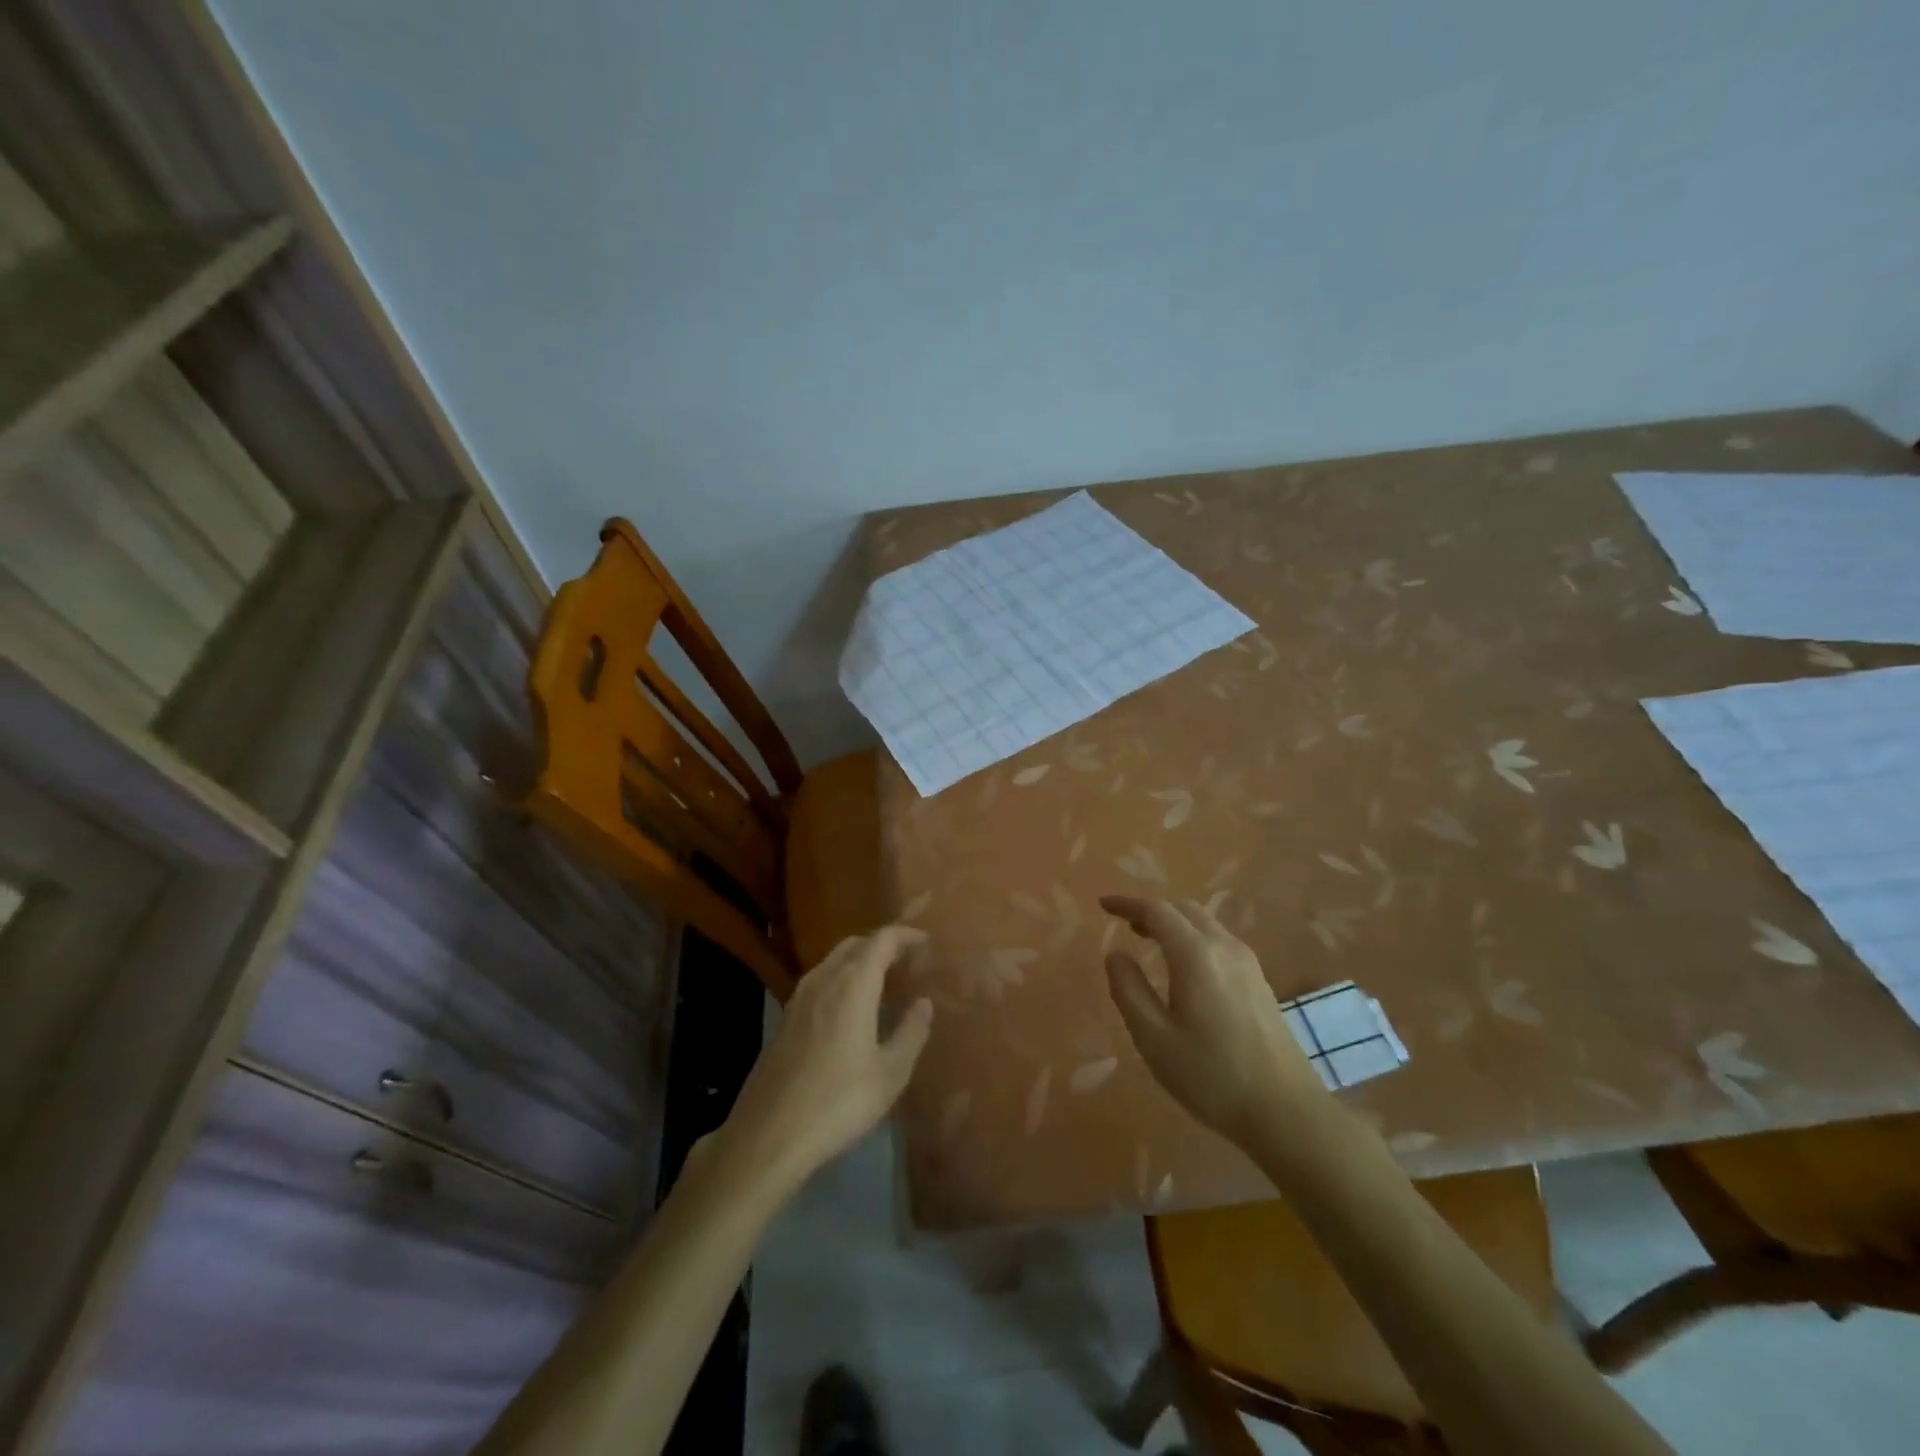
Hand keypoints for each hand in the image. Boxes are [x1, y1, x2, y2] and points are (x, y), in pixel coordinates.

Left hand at [720, 926, 933, 1189]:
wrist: (769, 1135)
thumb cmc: (839, 1101)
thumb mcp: (890, 1073)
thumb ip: (911, 1032)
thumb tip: (924, 1002)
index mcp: (853, 984)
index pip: (882, 940)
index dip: (906, 935)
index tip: (927, 943)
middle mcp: (824, 979)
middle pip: (855, 944)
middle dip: (883, 946)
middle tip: (908, 962)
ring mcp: (799, 998)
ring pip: (834, 962)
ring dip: (860, 962)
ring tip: (884, 984)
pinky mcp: (785, 1019)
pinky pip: (820, 982)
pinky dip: (842, 981)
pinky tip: (852, 1010)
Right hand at [1101, 896, 1324, 1142]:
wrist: (1286, 1112)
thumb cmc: (1211, 1075)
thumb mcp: (1154, 1038)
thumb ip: (1129, 990)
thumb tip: (1116, 954)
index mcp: (1196, 955)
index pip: (1157, 911)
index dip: (1127, 904)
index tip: (1103, 905)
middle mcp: (1224, 947)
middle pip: (1184, 910)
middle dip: (1151, 910)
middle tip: (1125, 925)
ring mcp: (1248, 963)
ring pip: (1205, 924)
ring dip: (1174, 923)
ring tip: (1149, 941)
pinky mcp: (1259, 982)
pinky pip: (1219, 941)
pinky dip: (1193, 938)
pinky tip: (1185, 967)